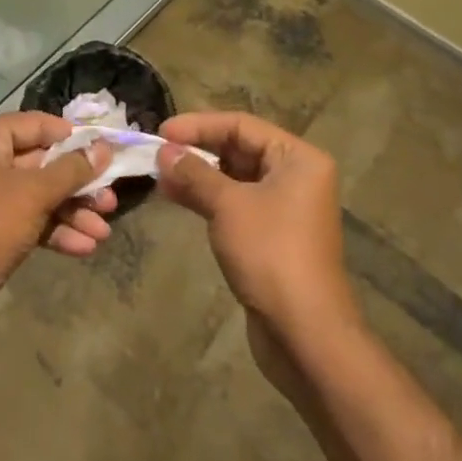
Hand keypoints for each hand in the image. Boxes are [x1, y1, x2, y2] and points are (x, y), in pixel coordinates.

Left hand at [0, 113, 114, 357]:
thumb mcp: (33, 195)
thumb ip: (71, 170)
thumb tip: (103, 149)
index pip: (35, 125)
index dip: (71, 137)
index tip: (106, 149)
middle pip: (39, 163)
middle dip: (76, 184)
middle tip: (110, 199)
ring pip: (36, 195)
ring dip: (70, 211)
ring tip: (104, 229)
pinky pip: (26, 220)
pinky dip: (53, 230)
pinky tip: (84, 248)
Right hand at [156, 112, 359, 351]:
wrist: (305, 335)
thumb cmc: (270, 254)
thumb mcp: (228, 205)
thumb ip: (195, 173)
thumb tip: (164, 151)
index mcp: (297, 158)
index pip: (241, 125)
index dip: (199, 125)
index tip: (163, 131)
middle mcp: (295, 176)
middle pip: (238, 149)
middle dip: (196, 150)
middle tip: (157, 153)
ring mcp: (284, 207)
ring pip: (233, 178)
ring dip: (197, 175)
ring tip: (158, 175)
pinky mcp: (271, 235)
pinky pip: (235, 203)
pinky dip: (207, 198)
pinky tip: (175, 197)